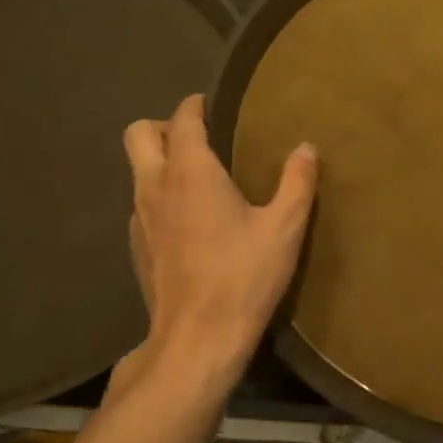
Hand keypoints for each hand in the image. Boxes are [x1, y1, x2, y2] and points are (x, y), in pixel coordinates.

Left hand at [120, 95, 317, 391]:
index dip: (196, 105)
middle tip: (202, 140)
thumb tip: (305, 148)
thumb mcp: (284, 227)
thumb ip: (297, 182)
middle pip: (139, 134)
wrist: (198, 337)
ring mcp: (139, 218)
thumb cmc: (244, 275)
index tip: (215, 105)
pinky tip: (191, 222)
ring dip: (162, 162)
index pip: (182, 119)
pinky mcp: (137, 247)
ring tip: (201, 179)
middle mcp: (155, 186)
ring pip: (137, 170)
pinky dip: (160, 197)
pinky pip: (142, 204)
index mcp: (191, 172)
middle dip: (165, 127)